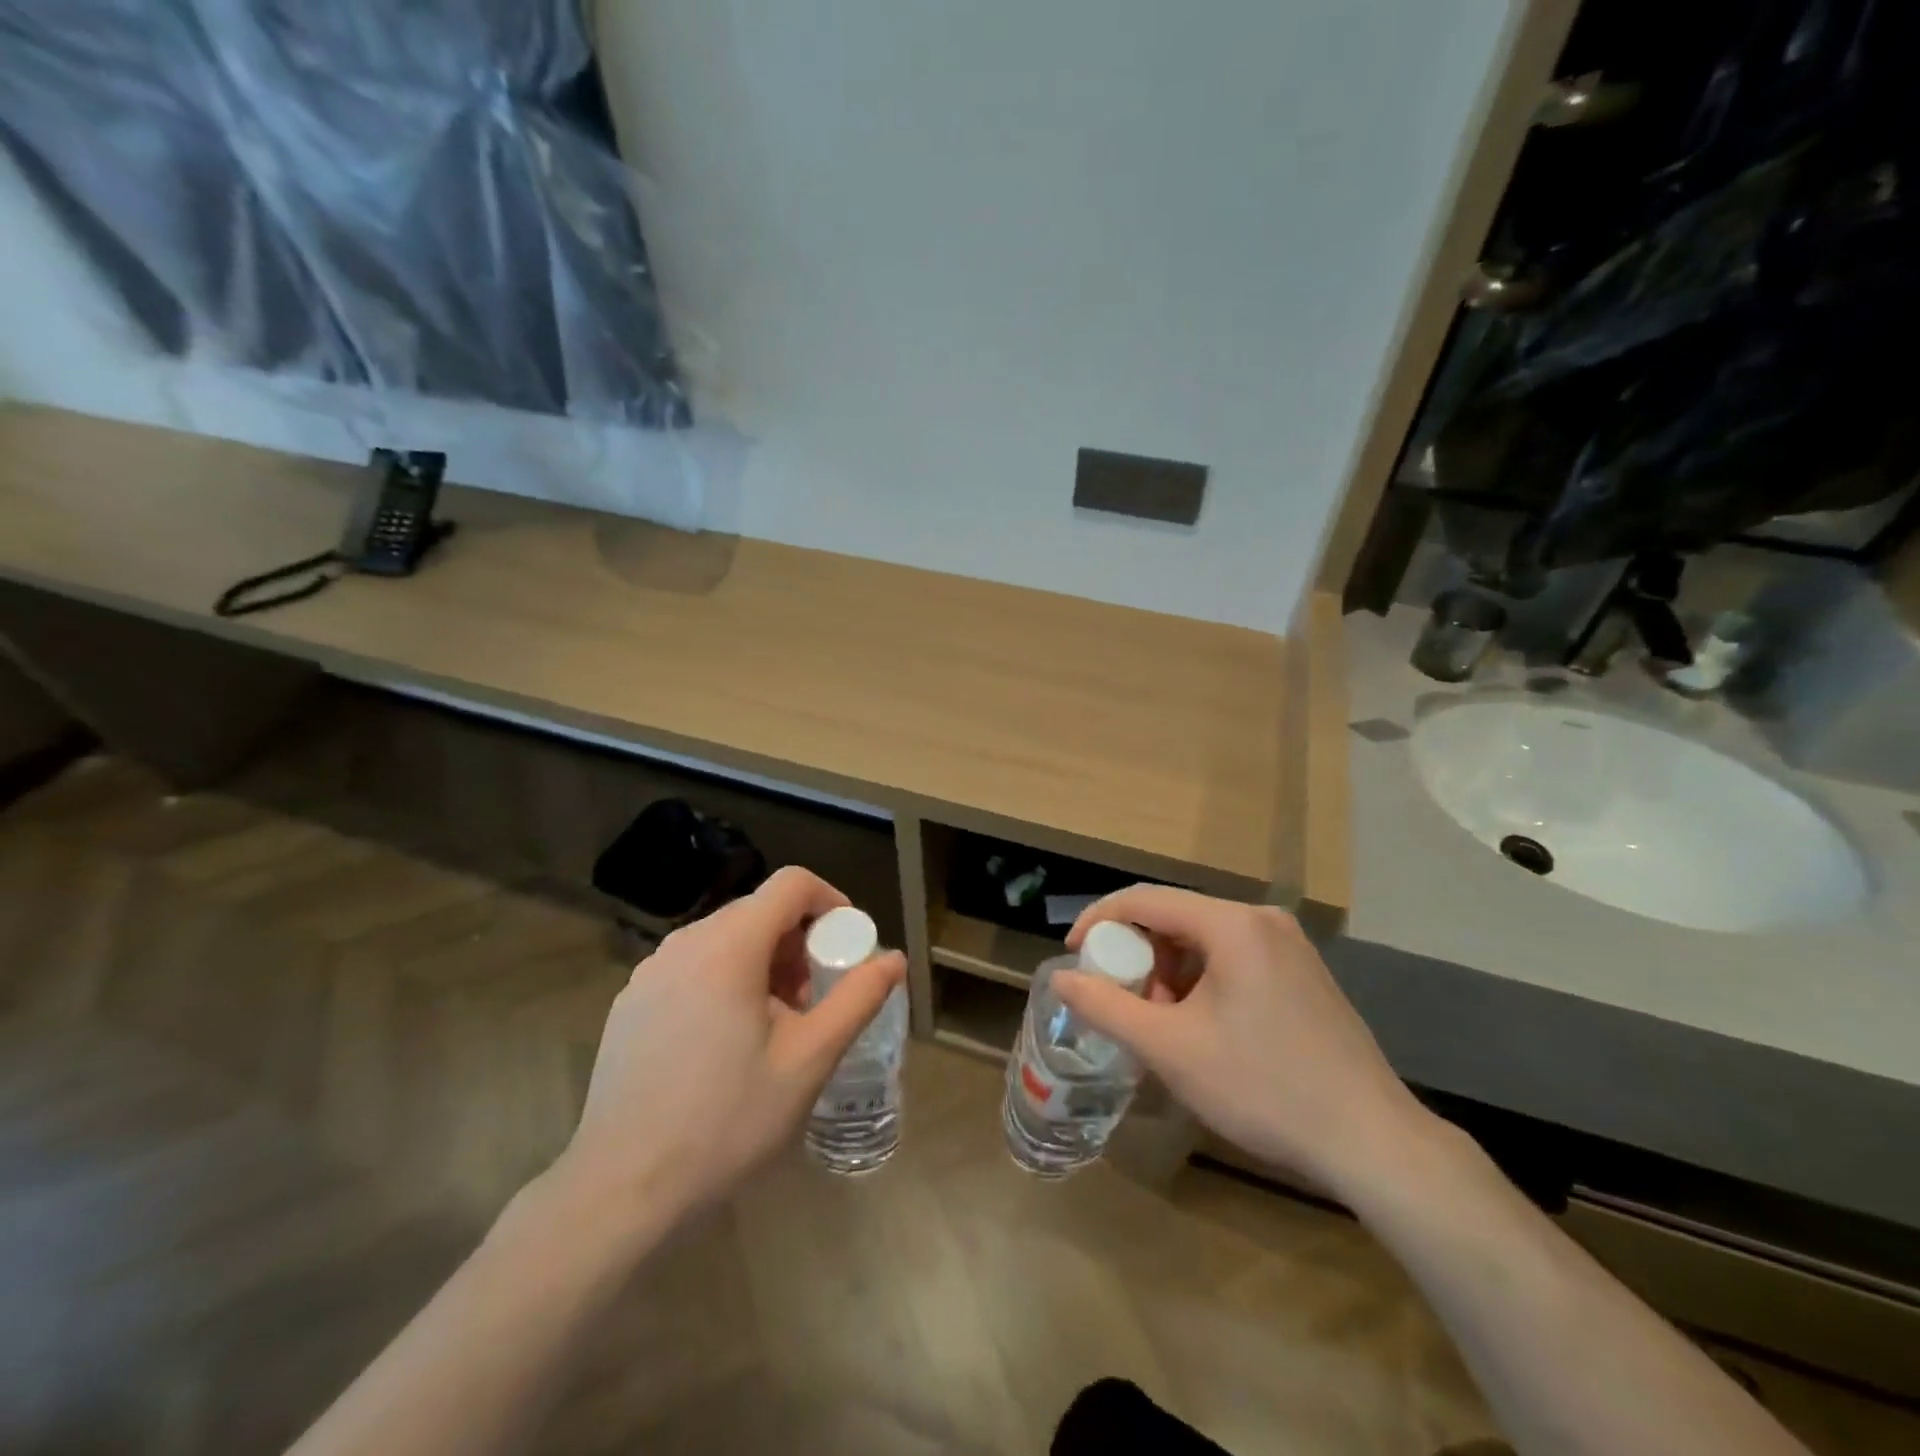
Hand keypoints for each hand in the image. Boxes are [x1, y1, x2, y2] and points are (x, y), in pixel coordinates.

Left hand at [547, 867, 905, 1233]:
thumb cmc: (726, 1120)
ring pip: (725, 937)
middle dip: (799, 941)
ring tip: (775, 1024)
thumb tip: (894, 959)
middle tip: (814, 998)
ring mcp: (650, 970)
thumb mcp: (808, 1061)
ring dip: (764, 961)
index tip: (848, 947)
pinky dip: (726, 978)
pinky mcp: (631, 1000)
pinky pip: (693, 964)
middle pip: (759, 910)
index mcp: (730, 946)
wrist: (620, 1188)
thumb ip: (857, 999)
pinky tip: (726, 1041)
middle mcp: (686, 942)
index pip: (792, 884)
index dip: (831, 901)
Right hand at [1057, 886, 1433, 1199]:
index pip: (1145, 899)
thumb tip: (1061, 978)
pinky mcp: (1303, 974)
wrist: (1371, 1142)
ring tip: (1160, 1023)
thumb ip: (1106, 1007)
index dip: (1099, 920)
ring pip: (1204, 941)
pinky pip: (1233, 959)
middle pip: (1176, 918)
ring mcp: (1289, 946)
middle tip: (1120, 999)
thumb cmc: (1263, 1087)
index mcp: (1232, 924)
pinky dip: (1202, 982)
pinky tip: (1200, 1028)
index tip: (1073, 954)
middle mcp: (1263, 920)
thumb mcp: (1170, 1049)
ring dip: (1169, 972)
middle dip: (1138, 955)